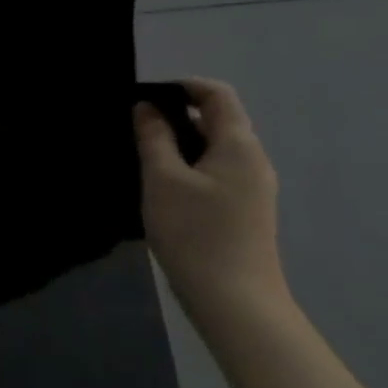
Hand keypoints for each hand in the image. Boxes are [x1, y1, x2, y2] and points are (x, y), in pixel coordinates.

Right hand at [133, 78, 289, 328]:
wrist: (234, 301)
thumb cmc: (195, 232)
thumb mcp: (162, 178)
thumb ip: (154, 137)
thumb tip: (147, 108)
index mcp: (239, 145)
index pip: (217, 94)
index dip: (182, 86)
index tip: (144, 97)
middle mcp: (252, 160)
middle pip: (217, 120)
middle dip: (176, 116)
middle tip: (134, 128)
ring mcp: (251, 188)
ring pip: (213, 149)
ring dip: (179, 143)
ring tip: (142, 156)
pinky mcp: (243, 211)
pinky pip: (215, 172)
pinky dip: (188, 167)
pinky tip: (161, 186)